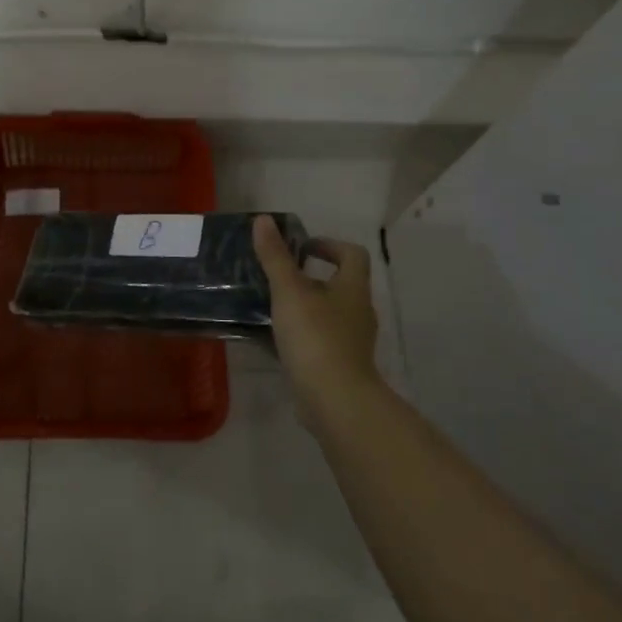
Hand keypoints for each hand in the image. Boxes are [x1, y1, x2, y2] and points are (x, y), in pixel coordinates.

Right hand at [252, 213, 380, 423]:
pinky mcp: (341, 366)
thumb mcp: (289, 291)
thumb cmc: (315, 337)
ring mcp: (352, 342)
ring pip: (329, 314)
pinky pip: (321, 341)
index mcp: (353, 288)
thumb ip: (275, 257)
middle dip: (311, 278)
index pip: (352, 254)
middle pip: (340, 284)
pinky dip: (302, 335)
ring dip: (305, 307)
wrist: (336, 401)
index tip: (301, 248)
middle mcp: (358, 312)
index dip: (329, 245)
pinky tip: (275, 340)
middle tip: (279, 277)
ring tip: (272, 307)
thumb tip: (263, 220)